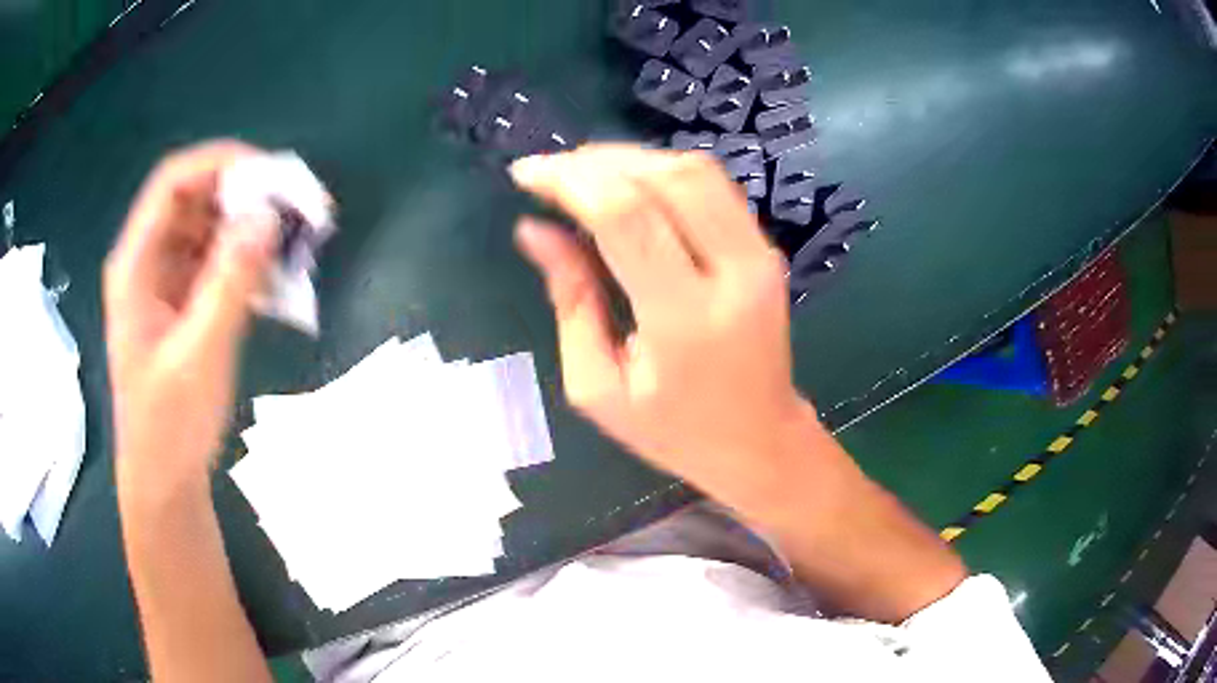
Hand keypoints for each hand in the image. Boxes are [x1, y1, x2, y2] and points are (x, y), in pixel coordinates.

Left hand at [104, 140, 277, 492]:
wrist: (165, 479)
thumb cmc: (170, 424)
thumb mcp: (200, 354)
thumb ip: (230, 283)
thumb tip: (267, 216)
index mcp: (135, 265)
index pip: (173, 183)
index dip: (220, 164)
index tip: (271, 176)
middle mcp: (147, 261)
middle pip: (195, 199)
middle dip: (244, 196)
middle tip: (293, 210)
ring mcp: (165, 282)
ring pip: (209, 229)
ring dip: (249, 230)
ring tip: (290, 246)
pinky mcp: (182, 302)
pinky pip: (216, 262)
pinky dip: (246, 261)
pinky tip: (273, 279)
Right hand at [511, 144, 812, 503]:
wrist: (761, 442)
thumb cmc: (673, 431)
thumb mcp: (598, 386)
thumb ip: (571, 300)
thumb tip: (535, 230)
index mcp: (686, 319)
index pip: (627, 217)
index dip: (570, 180)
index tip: (525, 173)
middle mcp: (735, 273)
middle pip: (667, 177)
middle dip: (598, 161)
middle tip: (550, 171)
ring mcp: (760, 256)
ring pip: (695, 170)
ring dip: (631, 159)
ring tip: (581, 173)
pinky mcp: (767, 249)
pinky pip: (713, 186)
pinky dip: (662, 172)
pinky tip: (627, 185)